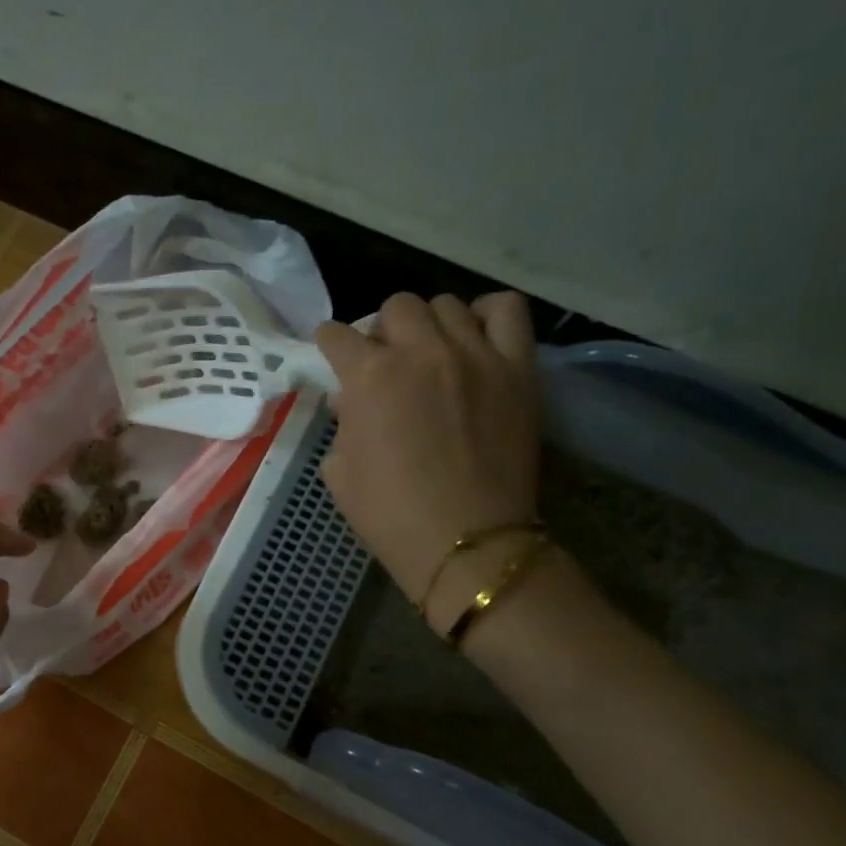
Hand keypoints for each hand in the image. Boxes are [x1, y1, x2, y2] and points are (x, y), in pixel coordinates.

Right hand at [317, 292, 541, 611]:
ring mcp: (474, 354)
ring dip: (428, 324)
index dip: (328, 343)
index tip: (331, 352)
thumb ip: (343, 425)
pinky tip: (475, 337)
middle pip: (395, 307)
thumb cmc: (389, 513)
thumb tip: (353, 403)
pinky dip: (487, 314)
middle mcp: (420, 351)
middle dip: (381, 330)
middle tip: (385, 360)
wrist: (464, 541)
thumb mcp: (339, 471)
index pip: (337, 336)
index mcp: (368, 377)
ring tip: (431, 351)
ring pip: (446, 304)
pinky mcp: (517, 367)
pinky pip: (506, 311)